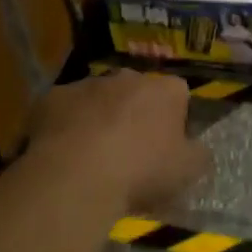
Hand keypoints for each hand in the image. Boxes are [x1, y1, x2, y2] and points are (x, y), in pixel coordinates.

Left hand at [29, 71, 210, 213]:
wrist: (75, 175)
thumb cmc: (141, 171)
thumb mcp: (188, 172)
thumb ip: (198, 154)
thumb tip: (197, 148)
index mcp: (165, 89)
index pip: (179, 95)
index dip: (175, 120)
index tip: (167, 146)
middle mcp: (127, 76)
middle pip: (137, 92)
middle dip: (135, 114)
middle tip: (130, 151)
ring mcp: (87, 83)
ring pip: (98, 98)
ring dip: (100, 118)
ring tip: (93, 156)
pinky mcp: (52, 97)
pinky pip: (64, 110)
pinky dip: (67, 126)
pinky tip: (64, 154)